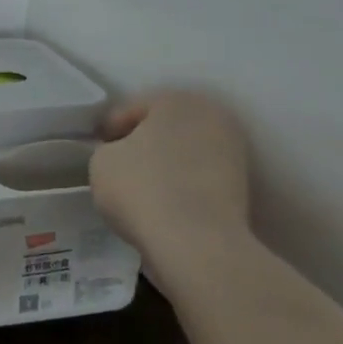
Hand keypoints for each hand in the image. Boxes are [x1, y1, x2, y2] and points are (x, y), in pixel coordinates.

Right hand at [89, 91, 250, 275]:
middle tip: (121, 164)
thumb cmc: (142, 189)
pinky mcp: (244, 186)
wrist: (198, 244)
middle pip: (165, 126)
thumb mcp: (101, 162)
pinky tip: (165, 202)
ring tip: (143, 187)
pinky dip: (184, 184)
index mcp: (175, 99)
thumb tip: (121, 155)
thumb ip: (109, 149)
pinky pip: (201, 177)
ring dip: (167, 163)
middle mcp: (211, 115)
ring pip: (186, 151)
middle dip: (144, 142)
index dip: (110, 129)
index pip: (132, 109)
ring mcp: (234, 151)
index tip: (98, 149)